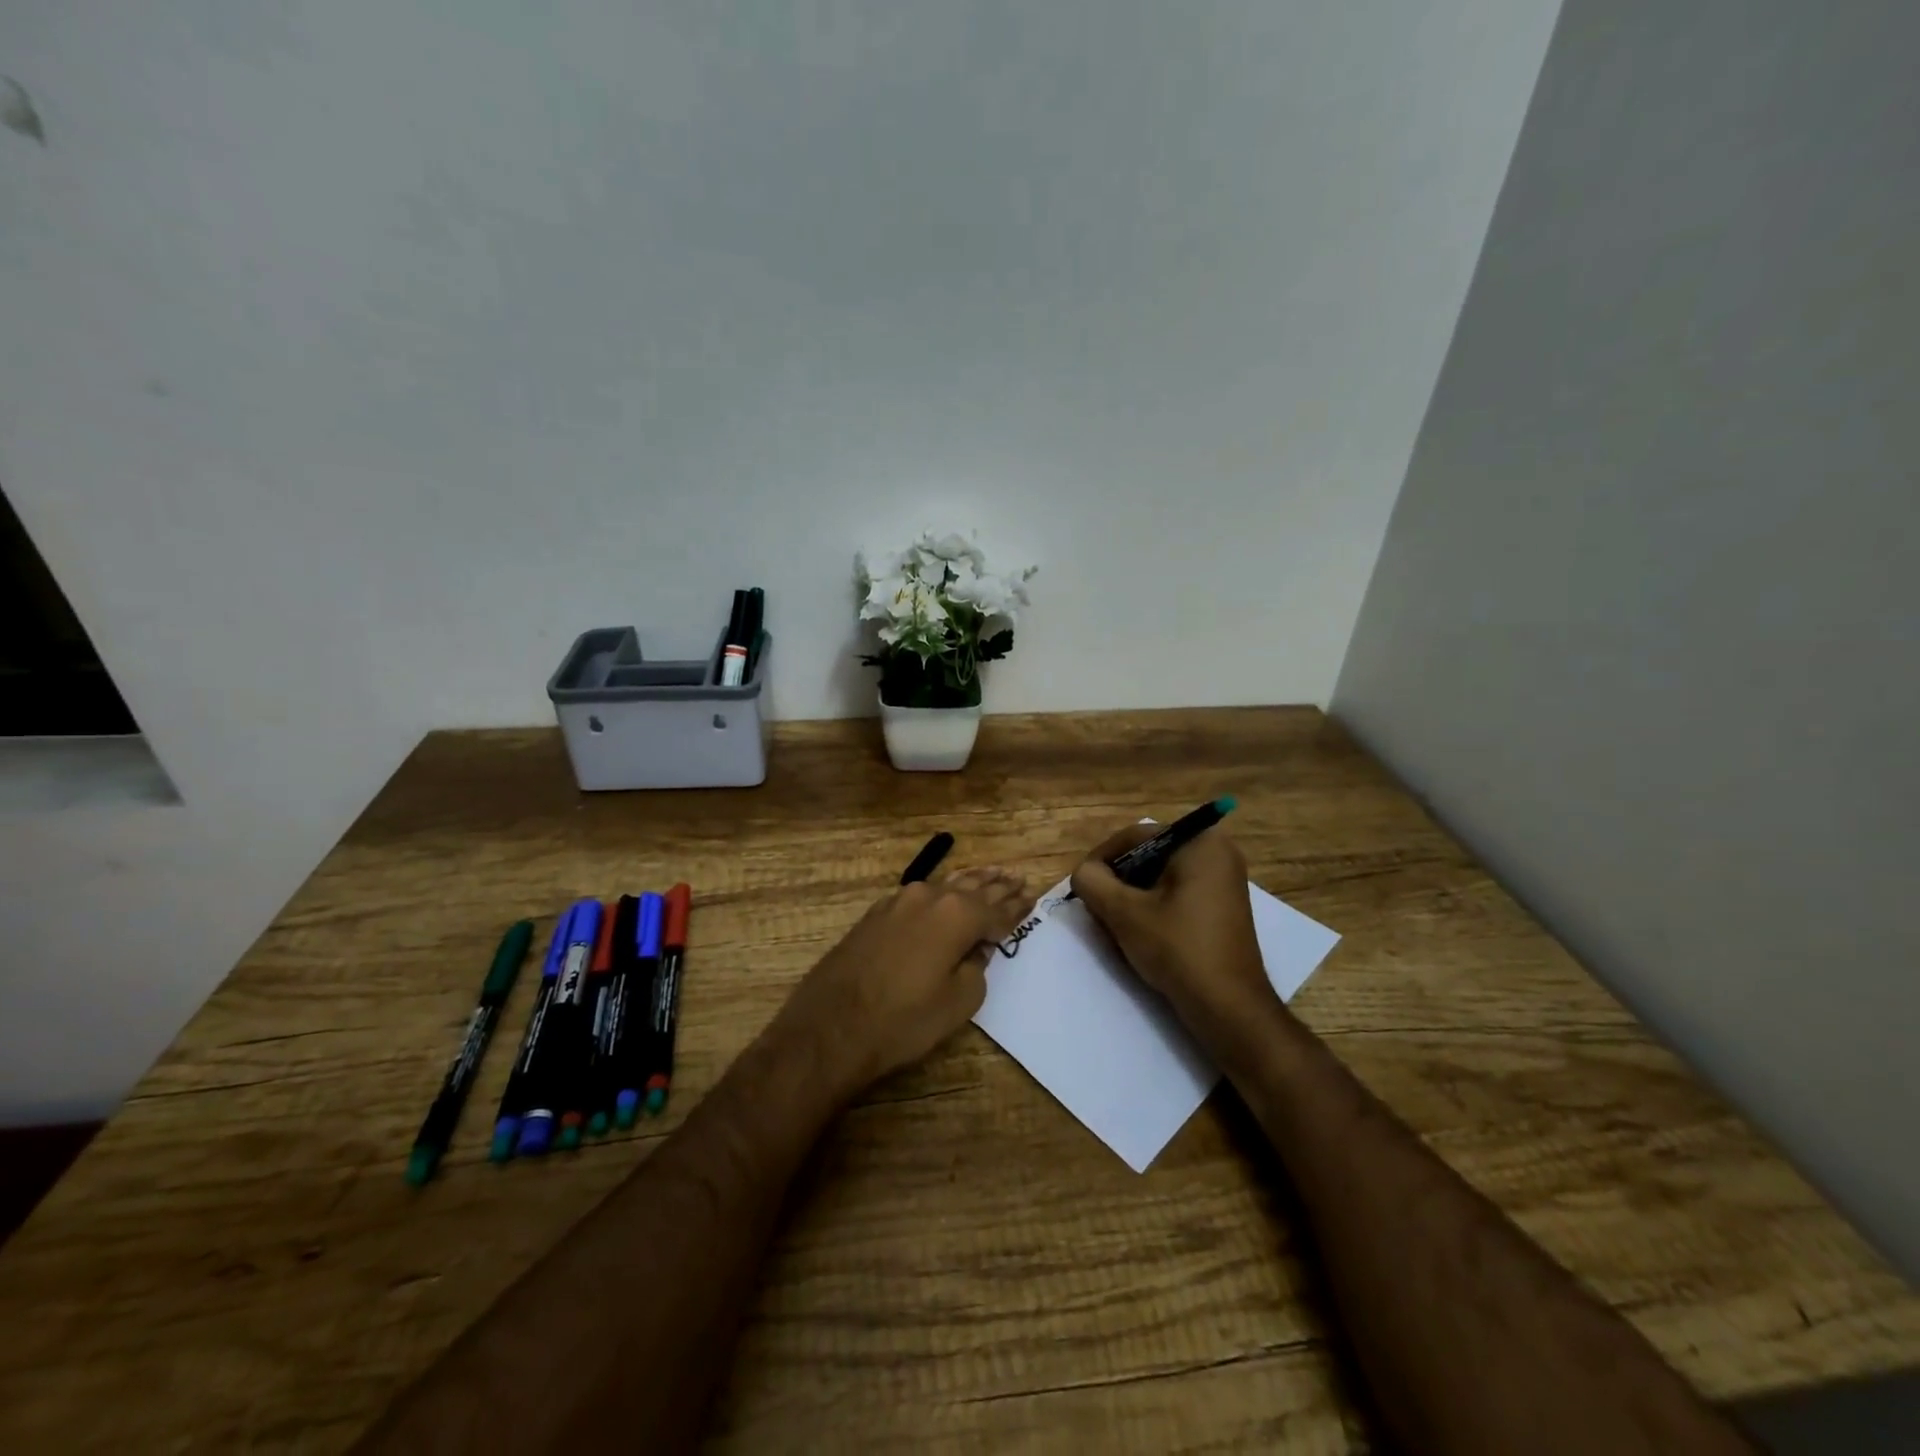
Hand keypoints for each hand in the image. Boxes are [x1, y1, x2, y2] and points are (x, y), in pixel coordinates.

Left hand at [774, 867, 1033, 1094]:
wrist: (831, 1026)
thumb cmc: (903, 1020)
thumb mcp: (958, 1002)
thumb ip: (976, 968)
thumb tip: (975, 949)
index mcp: (957, 915)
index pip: (996, 909)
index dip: (1016, 907)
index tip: (1032, 896)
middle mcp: (930, 897)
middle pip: (972, 888)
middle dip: (996, 885)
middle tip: (1017, 877)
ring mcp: (899, 901)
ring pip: (945, 884)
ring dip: (970, 881)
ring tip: (991, 874)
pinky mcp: (877, 913)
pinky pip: (920, 894)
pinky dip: (941, 891)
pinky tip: (946, 890)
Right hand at [1070, 824, 1274, 1029]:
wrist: (1229, 1008)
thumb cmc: (1178, 949)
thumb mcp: (1124, 913)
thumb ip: (1093, 882)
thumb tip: (1084, 872)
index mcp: (1200, 842)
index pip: (1135, 837)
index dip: (1101, 859)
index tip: (1082, 886)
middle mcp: (1218, 851)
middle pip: (1149, 855)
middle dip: (1119, 880)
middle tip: (1098, 908)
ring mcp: (1225, 879)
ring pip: (1161, 876)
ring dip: (1134, 895)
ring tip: (1116, 923)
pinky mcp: (1223, 905)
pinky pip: (1178, 892)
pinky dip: (1156, 906)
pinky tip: (1142, 933)